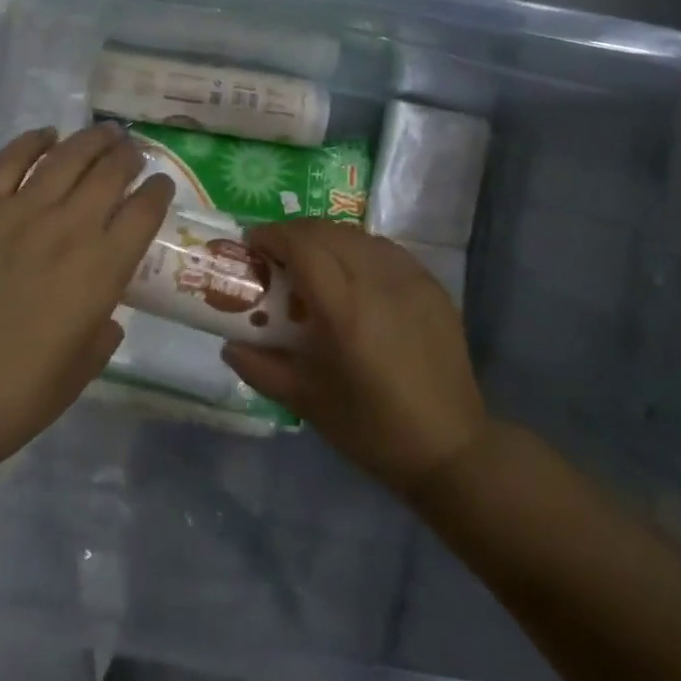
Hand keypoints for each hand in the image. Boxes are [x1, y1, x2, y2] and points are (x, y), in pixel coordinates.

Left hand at [0, 123, 174, 475]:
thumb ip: (102, 333)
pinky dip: (32, 142)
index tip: (161, 186)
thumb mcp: (81, 369)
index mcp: (103, 270)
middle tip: (132, 152)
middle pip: (110, 173)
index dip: (158, 192)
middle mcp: (70, 229)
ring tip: (104, 133)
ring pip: (66, 157)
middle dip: (128, 157)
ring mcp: (19, 213)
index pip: (144, 212)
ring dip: (92, 140)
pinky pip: (10, 161)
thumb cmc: (17, 396)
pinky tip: (46, 135)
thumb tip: (105, 314)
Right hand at [223, 221, 487, 495]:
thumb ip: (262, 368)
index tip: (251, 244)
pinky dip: (359, 249)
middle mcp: (380, 282)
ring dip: (327, 238)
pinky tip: (352, 274)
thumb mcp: (307, 402)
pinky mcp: (433, 287)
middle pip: (328, 232)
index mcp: (346, 309)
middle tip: (275, 252)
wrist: (450, 448)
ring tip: (311, 261)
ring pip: (359, 236)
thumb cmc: (371, 430)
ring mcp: (412, 280)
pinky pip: (387, 250)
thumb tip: (229, 346)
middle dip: (294, 232)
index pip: (303, 246)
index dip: (272, 236)